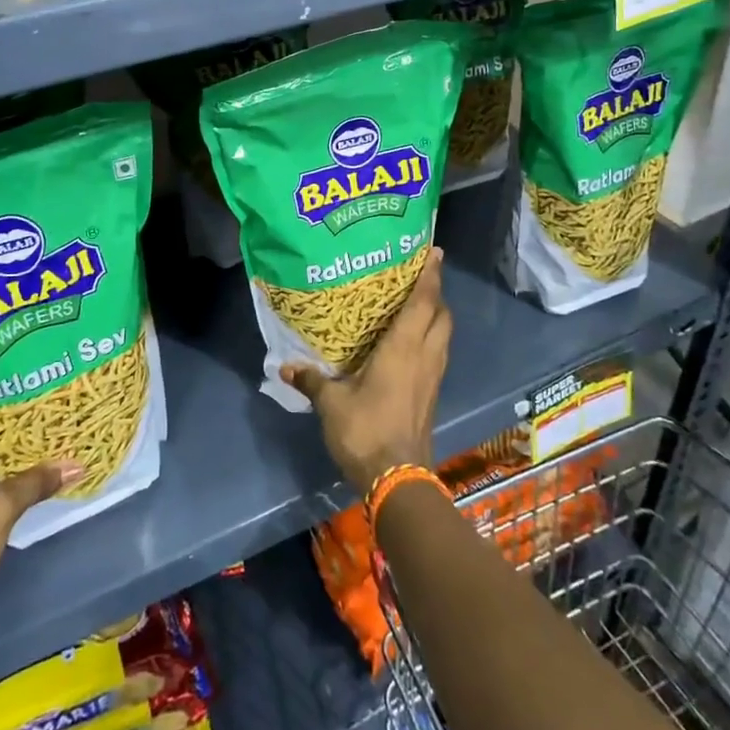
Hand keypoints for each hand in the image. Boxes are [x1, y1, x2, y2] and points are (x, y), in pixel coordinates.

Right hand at [282, 247, 451, 493]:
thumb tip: (285, 366)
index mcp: (404, 348)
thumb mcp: (331, 403)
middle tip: (421, 277)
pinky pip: (438, 353)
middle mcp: (424, 355)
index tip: (434, 252)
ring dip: (436, 316)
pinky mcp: (432, 393)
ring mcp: (432, 376)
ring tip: (418, 304)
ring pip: (444, 335)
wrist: (398, 477)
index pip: (424, 302)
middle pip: (442, 315)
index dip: (430, 276)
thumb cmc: (365, 430)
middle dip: (436, 293)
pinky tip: (412, 343)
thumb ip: (312, 380)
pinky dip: (431, 338)